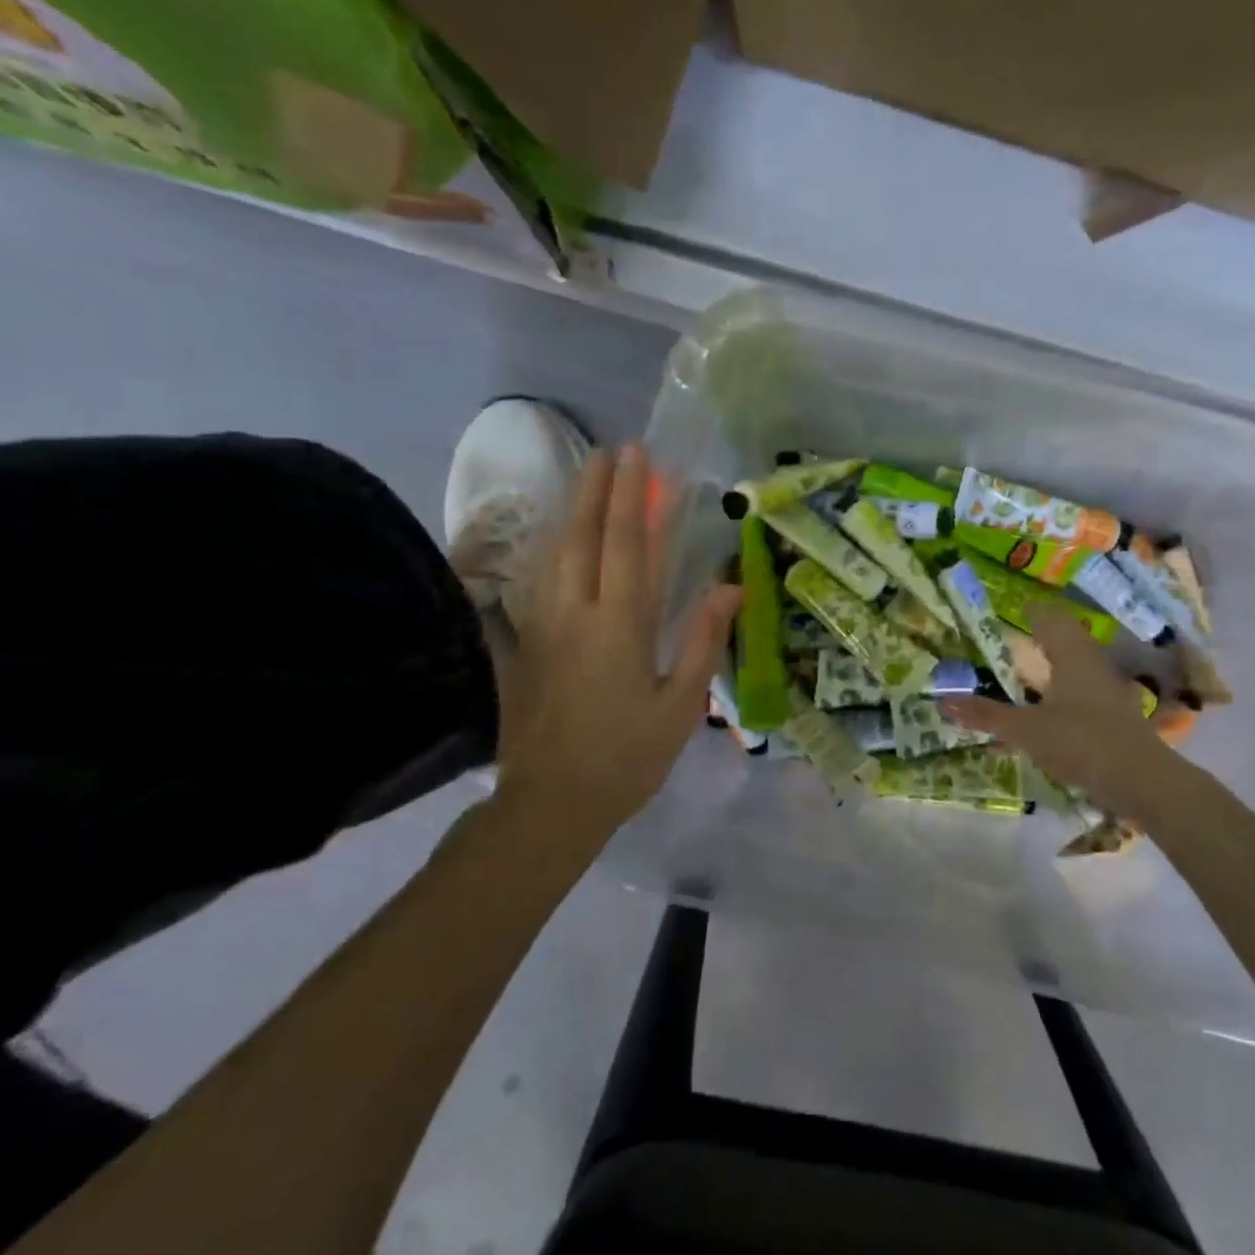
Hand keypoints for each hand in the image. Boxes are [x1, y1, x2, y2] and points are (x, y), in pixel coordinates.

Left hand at [496, 443, 740, 839]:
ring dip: (572, 509)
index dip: (634, 497)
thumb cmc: (627, 757)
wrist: (551, 803)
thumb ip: (703, 640)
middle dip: (597, 488)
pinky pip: (538, 579)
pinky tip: (559, 538)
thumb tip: (729, 587)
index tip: (640, 458)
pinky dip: (551, 547)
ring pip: (554, 552)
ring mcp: (542, 625)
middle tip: (610, 451)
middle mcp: (576, 613)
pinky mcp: (525, 642)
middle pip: (583, 535)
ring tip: (586, 479)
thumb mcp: (681, 705)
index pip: (627, 545)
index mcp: (620, 626)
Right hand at [942, 607, 1195, 822]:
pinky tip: (1047, 707)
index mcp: (1071, 653)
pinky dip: (1061, 691)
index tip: (1009, 607)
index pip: (1048, 617)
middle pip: (1064, 638)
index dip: (1029, 610)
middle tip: (1011, 637)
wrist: (1142, 782)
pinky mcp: (1114, 715)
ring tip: (1024, 670)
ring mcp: (1107, 689)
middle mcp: (1091, 663)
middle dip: (1039, 636)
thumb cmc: (1080, 741)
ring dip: (1051, 664)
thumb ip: (986, 715)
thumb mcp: (1025, 730)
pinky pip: (1081, 690)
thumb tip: (943, 701)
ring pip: (1075, 665)